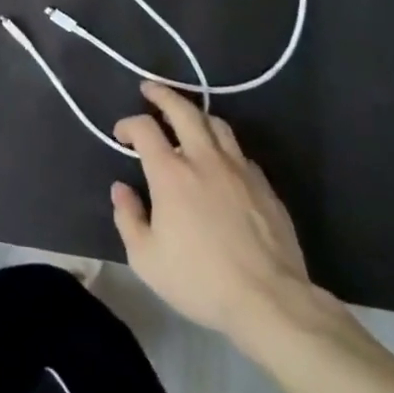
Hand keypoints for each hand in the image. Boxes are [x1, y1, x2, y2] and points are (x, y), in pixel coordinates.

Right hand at [110, 81, 311, 343]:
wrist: (271, 302)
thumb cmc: (201, 280)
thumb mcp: (146, 259)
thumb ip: (128, 218)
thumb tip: (121, 189)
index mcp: (171, 172)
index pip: (144, 128)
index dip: (128, 124)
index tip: (121, 134)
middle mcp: (204, 159)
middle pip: (183, 110)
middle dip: (163, 95)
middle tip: (150, 90)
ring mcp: (239, 170)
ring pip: (217, 125)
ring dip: (197, 116)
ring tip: (187, 119)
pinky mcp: (265, 187)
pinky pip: (241, 153)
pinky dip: (224, 147)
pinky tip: (221, 161)